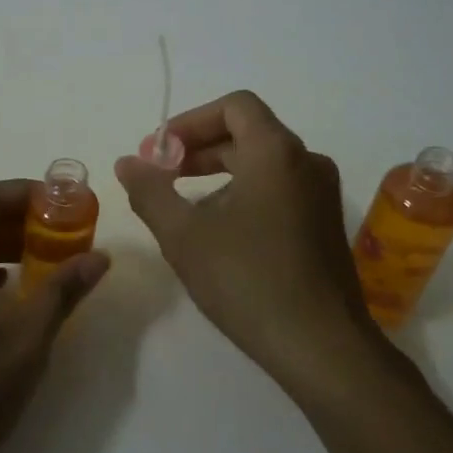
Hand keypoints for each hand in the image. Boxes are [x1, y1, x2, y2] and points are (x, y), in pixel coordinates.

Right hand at [116, 91, 378, 392]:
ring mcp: (322, 195)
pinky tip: (221, 233)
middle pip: (248, 133)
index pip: (234, 106)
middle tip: (162, 177)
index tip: (159, 153)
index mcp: (276, 152)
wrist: (321, 346)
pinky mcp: (325, 224)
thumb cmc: (248, 280)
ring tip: (185, 207)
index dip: (190, 121)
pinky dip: (245, 193)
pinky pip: (280, 190)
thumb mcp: (184, 235)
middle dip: (199, 149)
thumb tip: (127, 163)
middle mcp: (307, 162)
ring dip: (220, 173)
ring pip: (264, 164)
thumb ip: (150, 191)